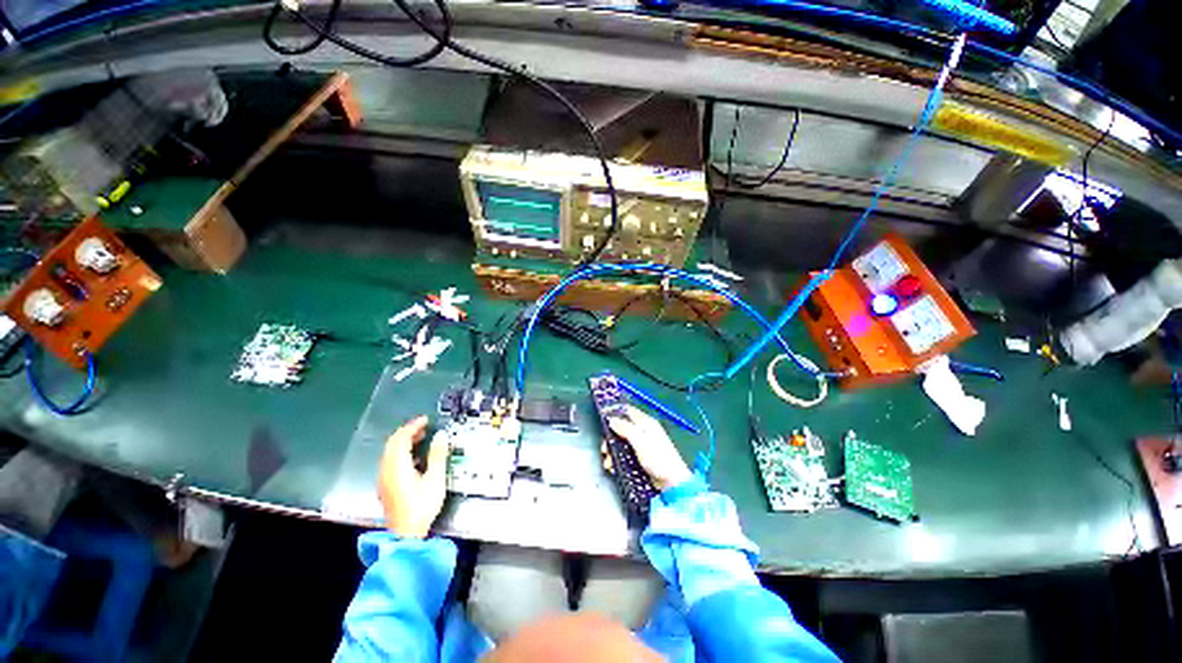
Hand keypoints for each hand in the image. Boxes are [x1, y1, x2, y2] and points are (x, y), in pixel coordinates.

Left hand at [377, 416, 449, 538]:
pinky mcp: (385, 486)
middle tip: (423, 427)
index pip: (400, 439)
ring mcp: (384, 479)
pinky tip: (414, 457)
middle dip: (407, 432)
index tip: (425, 420)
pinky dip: (400, 452)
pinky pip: (389, 461)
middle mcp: (386, 470)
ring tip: (420, 438)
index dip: (412, 426)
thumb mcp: (435, 479)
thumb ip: (437, 455)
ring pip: (389, 453)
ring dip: (403, 442)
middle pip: (392, 444)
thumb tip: (440, 435)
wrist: (405, 535)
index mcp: (397, 466)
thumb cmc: (422, 506)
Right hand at [607, 405, 692, 490]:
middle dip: (610, 438)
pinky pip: (624, 453)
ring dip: (612, 451)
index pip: (628, 411)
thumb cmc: (660, 460)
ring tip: (609, 461)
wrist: (671, 482)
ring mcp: (641, 445)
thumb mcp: (640, 441)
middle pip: (621, 428)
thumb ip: (626, 429)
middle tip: (605, 448)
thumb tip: (612, 420)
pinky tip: (614, 466)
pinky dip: (617, 459)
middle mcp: (643, 431)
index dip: (615, 413)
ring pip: (620, 442)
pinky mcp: (640, 457)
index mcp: (646, 423)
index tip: (604, 419)